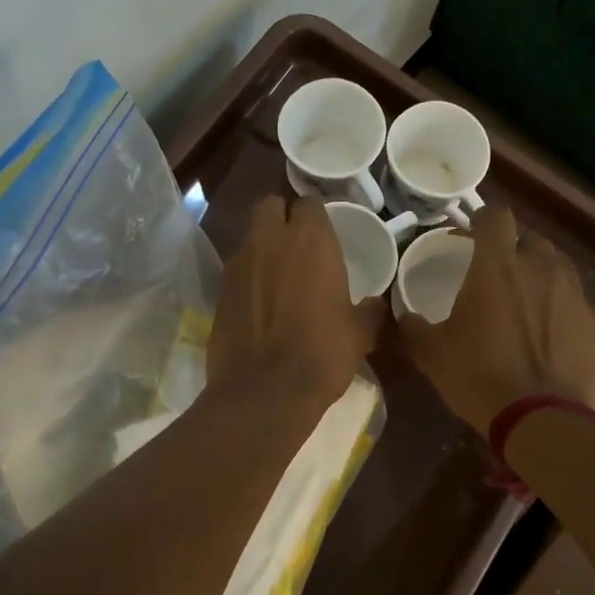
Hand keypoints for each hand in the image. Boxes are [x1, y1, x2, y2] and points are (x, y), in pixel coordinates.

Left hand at [208, 195, 383, 413]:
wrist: (265, 391)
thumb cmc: (323, 354)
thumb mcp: (360, 333)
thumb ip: (368, 310)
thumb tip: (375, 305)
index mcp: (311, 241)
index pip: (310, 202)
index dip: (316, 215)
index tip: (325, 232)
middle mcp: (271, 240)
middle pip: (270, 205)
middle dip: (281, 216)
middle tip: (297, 243)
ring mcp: (238, 264)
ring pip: (250, 236)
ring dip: (263, 247)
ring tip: (279, 276)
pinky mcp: (218, 290)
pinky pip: (236, 270)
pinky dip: (248, 278)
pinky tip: (260, 304)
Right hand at [398, 207, 594, 436]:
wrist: (539, 419)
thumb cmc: (479, 378)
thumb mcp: (431, 354)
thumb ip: (413, 327)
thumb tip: (403, 316)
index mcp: (498, 266)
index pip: (495, 215)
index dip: (482, 221)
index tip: (471, 237)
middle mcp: (542, 268)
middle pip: (531, 239)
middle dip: (515, 250)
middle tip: (499, 276)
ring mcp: (576, 294)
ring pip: (561, 267)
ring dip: (544, 276)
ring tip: (530, 302)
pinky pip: (586, 306)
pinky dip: (571, 312)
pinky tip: (561, 330)